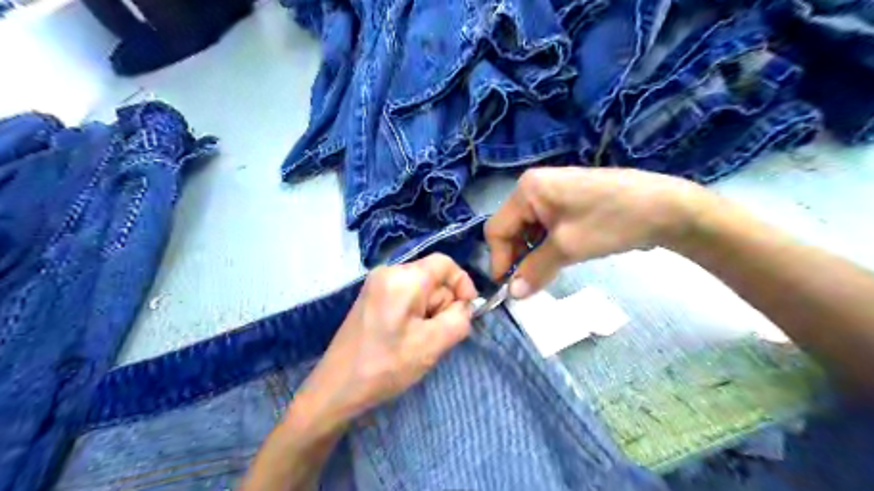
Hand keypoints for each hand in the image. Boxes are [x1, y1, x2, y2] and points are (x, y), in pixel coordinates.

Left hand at [299, 254, 476, 424]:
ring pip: (420, 290)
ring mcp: (376, 284)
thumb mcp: (433, 344)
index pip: (445, 263)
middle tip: (434, 337)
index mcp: (403, 278)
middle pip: (432, 278)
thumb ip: (459, 319)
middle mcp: (388, 272)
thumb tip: (463, 307)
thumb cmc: (386, 366)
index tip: (467, 310)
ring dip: (428, 313)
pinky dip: (414, 314)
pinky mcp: (371, 298)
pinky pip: (405, 297)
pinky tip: (405, 338)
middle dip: (442, 305)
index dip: (463, 283)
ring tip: (417, 342)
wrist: (337, 388)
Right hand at [486, 169, 716, 297]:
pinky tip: (558, 257)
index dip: (499, 260)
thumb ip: (534, 270)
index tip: (508, 288)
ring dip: (531, 253)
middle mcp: (535, 186)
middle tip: (526, 284)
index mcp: (528, 189)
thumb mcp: (568, 247)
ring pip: (529, 229)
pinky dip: (546, 245)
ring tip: (544, 272)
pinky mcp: (569, 200)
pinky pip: (546, 226)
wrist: (666, 208)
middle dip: (516, 256)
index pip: (497, 228)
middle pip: (511, 228)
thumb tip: (512, 295)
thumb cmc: (611, 222)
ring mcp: (553, 191)